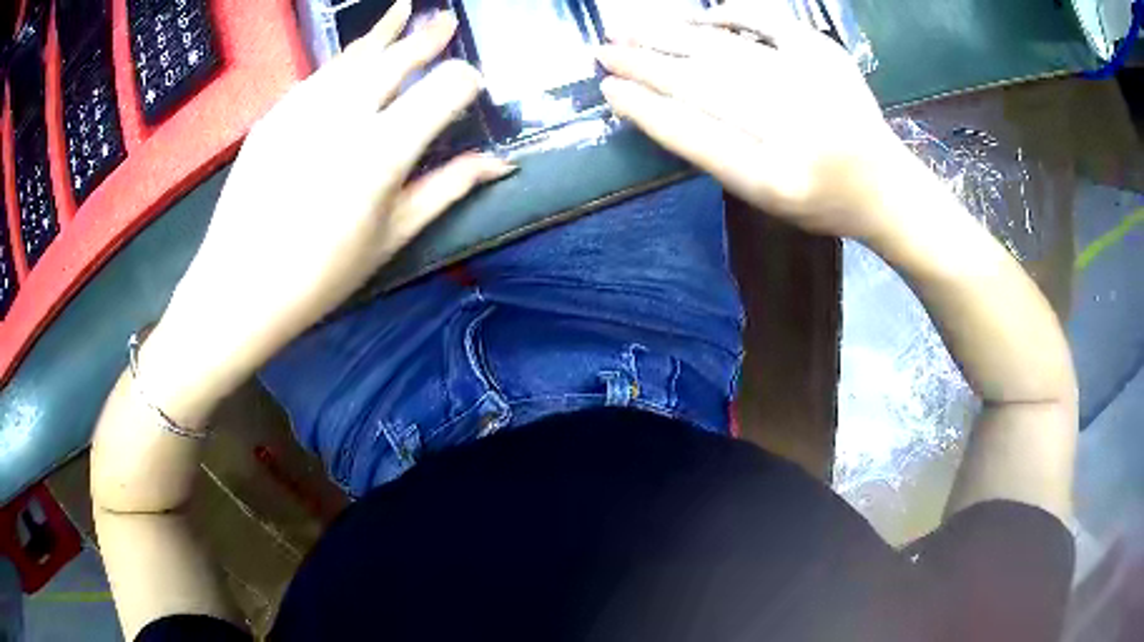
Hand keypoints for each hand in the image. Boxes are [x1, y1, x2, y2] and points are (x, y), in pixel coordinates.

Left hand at [142, 1, 512, 423]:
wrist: (240, 286)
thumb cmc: (320, 275)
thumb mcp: (392, 237)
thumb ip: (447, 189)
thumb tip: (498, 164)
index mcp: (384, 150)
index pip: (444, 89)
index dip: (465, 82)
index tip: (471, 87)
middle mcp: (345, 115)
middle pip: (397, 59)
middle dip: (427, 38)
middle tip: (444, 19)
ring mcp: (303, 109)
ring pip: (353, 57)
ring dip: (382, 34)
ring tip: (402, 13)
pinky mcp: (274, 115)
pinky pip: (317, 75)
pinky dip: (342, 62)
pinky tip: (352, 56)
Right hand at [596, 2, 908, 237]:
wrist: (886, 186)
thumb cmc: (820, 199)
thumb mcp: (763, 196)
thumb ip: (713, 153)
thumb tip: (655, 103)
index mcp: (775, 179)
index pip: (694, 136)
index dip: (646, 110)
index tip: (607, 89)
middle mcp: (795, 129)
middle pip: (703, 86)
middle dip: (646, 64)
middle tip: (603, 51)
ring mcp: (814, 85)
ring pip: (726, 50)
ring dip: (671, 35)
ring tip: (629, 29)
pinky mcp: (828, 55)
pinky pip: (769, 21)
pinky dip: (729, 13)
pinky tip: (695, 16)